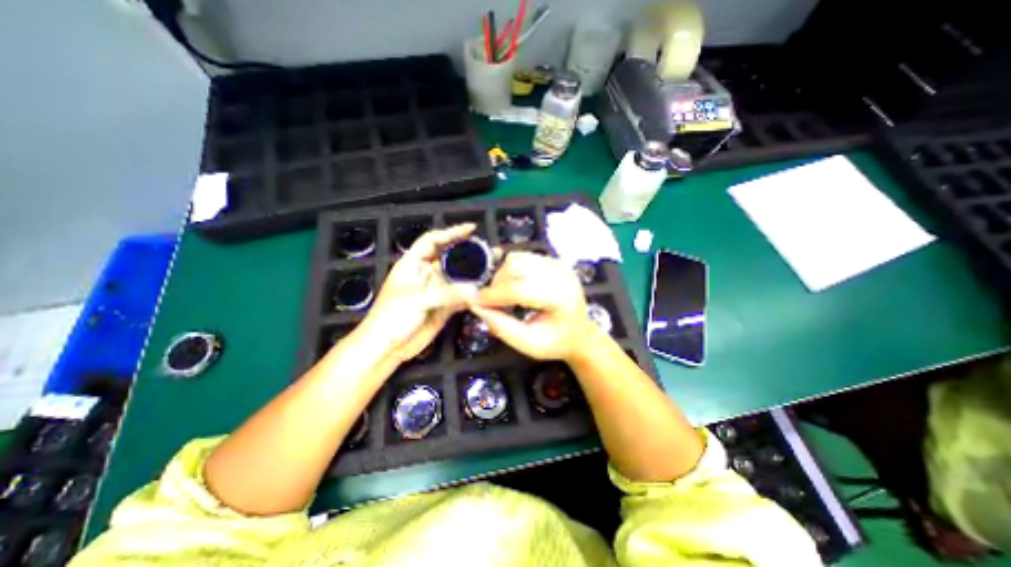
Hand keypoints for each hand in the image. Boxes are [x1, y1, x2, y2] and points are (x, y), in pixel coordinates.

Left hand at [354, 225, 478, 361]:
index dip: (451, 232)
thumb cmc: (393, 316)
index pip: (433, 240)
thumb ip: (448, 293)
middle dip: (468, 253)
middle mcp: (427, 274)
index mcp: (413, 264)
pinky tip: (486, 290)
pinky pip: (461, 296)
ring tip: (493, 267)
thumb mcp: (418, 299)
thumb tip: (476, 290)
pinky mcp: (444, 306)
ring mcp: (437, 291)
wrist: (387, 347)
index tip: (471, 229)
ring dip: (474, 274)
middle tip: (489, 251)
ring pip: (458, 278)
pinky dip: (473, 293)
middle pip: (450, 258)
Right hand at [467, 250, 598, 361]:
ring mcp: (559, 265)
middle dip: (497, 284)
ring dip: (503, 275)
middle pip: (516, 266)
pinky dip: (512, 270)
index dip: (493, 295)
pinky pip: (524, 257)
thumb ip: (501, 326)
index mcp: (560, 299)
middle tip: (493, 302)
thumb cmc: (556, 342)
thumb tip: (475, 306)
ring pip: (517, 258)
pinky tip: (515, 285)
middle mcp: (562, 275)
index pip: (519, 290)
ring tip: (505, 295)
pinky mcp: (554, 261)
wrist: (580, 333)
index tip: (475, 302)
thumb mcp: (529, 344)